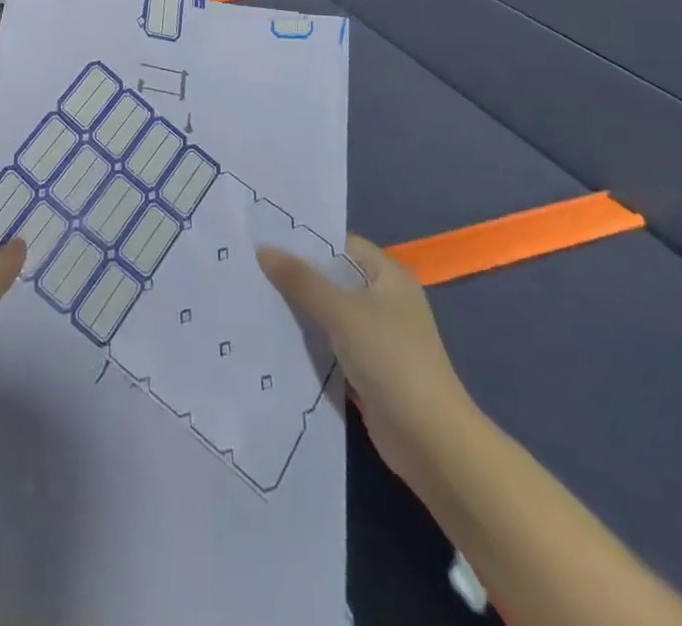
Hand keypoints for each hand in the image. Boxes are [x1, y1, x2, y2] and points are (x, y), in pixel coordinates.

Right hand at [258, 234, 470, 486]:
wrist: (431, 442)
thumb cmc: (392, 360)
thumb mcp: (342, 312)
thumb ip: (301, 280)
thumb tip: (263, 249)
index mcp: (388, 275)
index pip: (341, 245)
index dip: (306, 241)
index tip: (265, 238)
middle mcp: (385, 300)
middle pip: (333, 279)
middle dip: (296, 276)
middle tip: (250, 266)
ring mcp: (378, 337)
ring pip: (329, 313)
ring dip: (299, 311)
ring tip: (253, 297)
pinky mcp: (368, 369)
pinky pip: (331, 345)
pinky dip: (308, 342)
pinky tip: (273, 337)